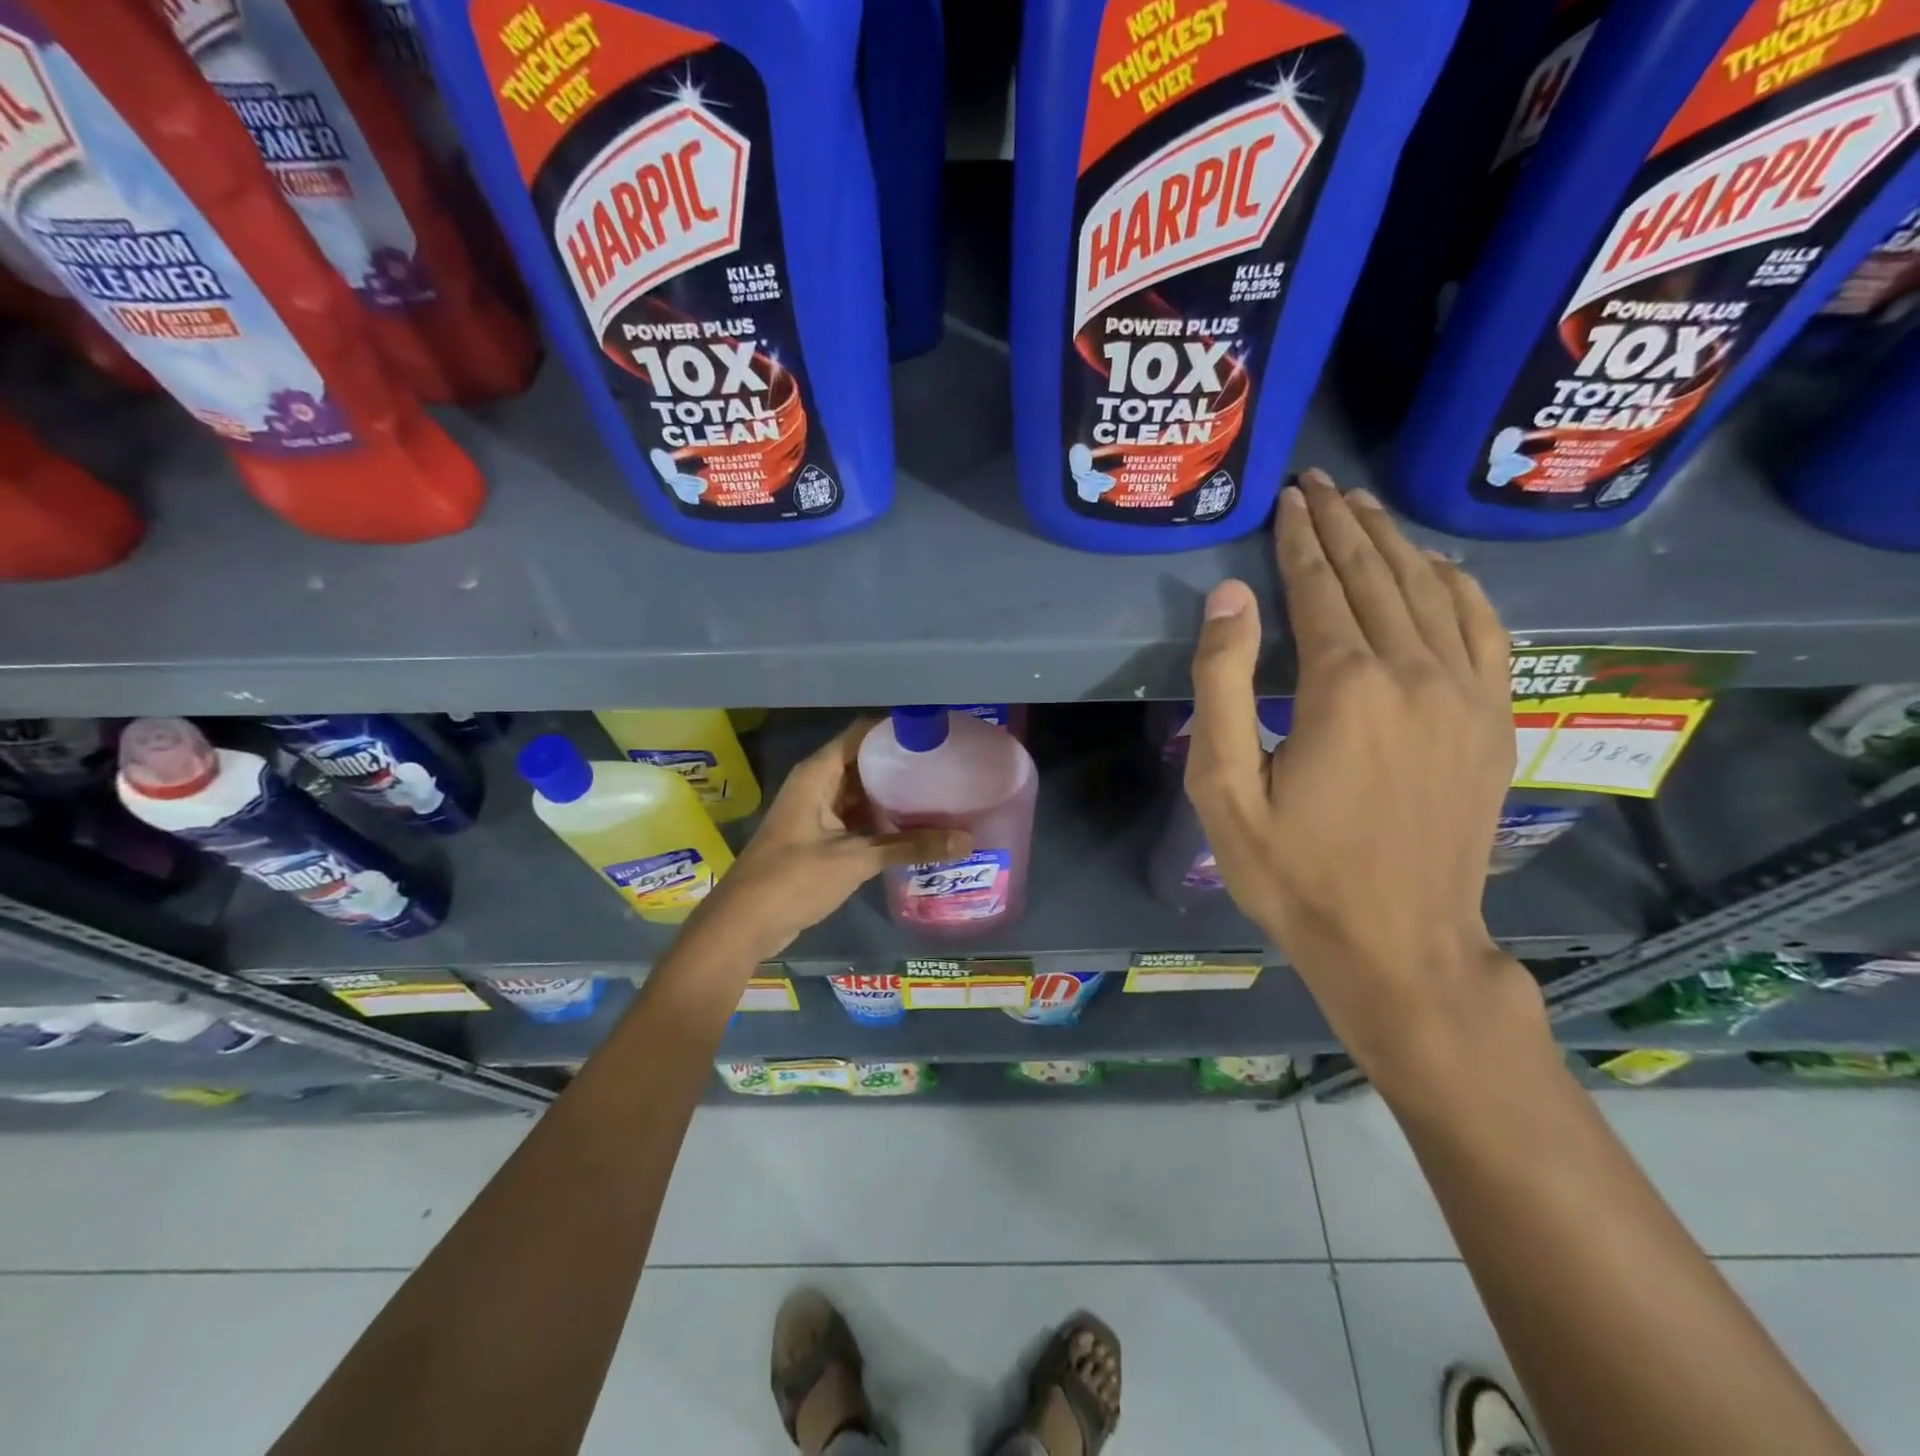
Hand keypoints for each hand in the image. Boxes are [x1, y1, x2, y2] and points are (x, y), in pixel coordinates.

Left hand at [691, 719, 967, 959]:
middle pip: (865, 762)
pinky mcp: (821, 837)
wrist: (743, 924)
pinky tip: (916, 827)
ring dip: (894, 795)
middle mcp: (817, 784)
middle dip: (902, 765)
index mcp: (818, 774)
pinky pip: (857, 817)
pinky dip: (882, 820)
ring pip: (862, 792)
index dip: (896, 731)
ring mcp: (818, 811)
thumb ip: (909, 846)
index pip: (862, 734)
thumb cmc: (793, 879)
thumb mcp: (855, 860)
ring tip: (941, 793)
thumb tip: (966, 840)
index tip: (936, 734)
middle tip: (948, 766)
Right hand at [1184, 471, 1541, 1075]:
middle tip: (1320, 483)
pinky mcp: (1493, 721)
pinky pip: (1484, 630)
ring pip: (1432, 592)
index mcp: (1345, 686)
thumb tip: (1230, 596)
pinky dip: (1459, 587)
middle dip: (1346, 524)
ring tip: (1367, 507)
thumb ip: (1223, 684)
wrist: (1398, 945)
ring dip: (1396, 544)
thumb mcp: (1224, 787)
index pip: (1321, 586)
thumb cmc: (1293, 872)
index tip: (1287, 498)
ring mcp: (1466, 695)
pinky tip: (1439, 569)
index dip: (1301, 539)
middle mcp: (1415, 673)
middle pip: (1378, 575)